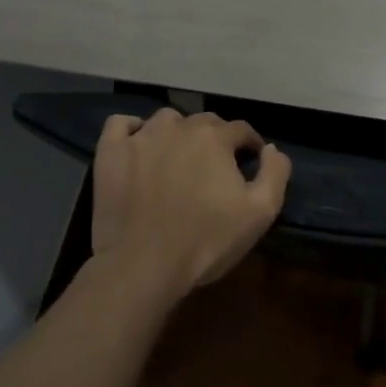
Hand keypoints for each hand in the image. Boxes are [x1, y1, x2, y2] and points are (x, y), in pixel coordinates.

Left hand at [91, 108, 290, 300]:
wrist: (143, 266)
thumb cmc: (206, 240)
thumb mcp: (260, 212)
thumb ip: (275, 173)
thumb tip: (272, 149)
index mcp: (215, 137)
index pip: (241, 129)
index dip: (250, 146)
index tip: (251, 163)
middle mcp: (179, 127)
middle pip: (204, 122)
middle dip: (215, 140)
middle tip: (214, 169)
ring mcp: (141, 137)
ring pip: (166, 121)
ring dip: (177, 134)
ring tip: (177, 159)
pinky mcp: (110, 153)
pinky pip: (120, 124)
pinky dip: (132, 131)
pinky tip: (138, 148)